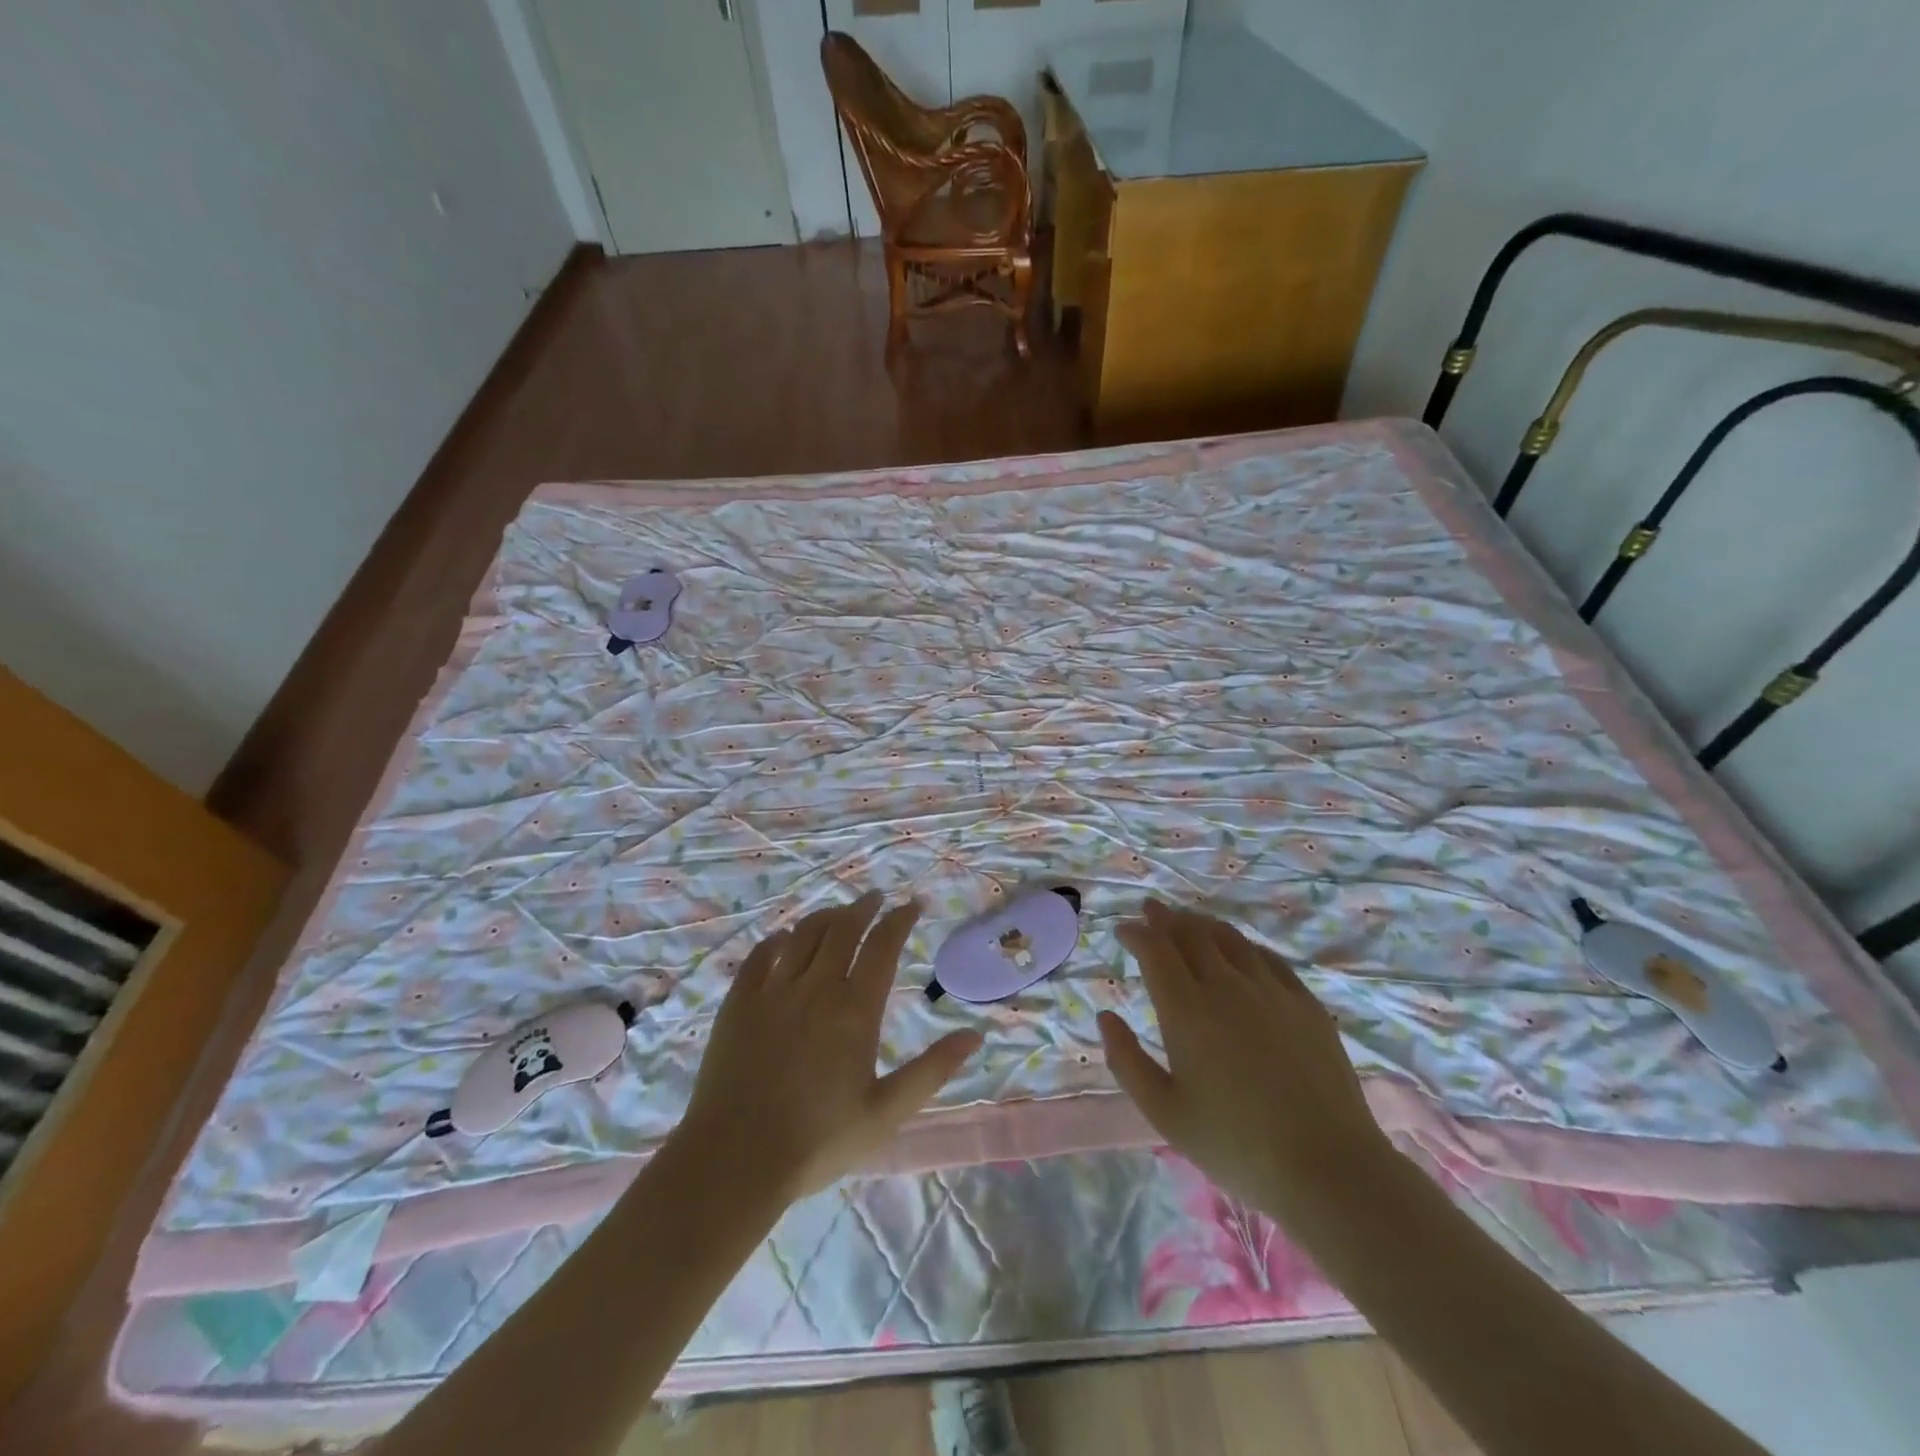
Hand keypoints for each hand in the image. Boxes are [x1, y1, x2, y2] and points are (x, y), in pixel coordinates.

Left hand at [676, 891, 981, 1201]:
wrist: (736, 1159)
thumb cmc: (818, 1140)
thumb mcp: (886, 1112)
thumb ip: (932, 1071)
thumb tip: (974, 1036)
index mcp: (855, 1009)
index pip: (883, 946)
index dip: (900, 919)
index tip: (913, 905)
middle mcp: (815, 987)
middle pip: (842, 928)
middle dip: (864, 907)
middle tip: (876, 897)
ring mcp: (772, 991)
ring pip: (802, 934)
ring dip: (825, 917)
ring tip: (838, 913)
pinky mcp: (738, 1003)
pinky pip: (759, 955)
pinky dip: (777, 940)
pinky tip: (783, 939)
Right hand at [1098, 900, 1395, 1224]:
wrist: (1328, 1167)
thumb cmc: (1234, 1144)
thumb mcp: (1164, 1112)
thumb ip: (1126, 1061)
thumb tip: (1105, 1017)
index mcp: (1186, 1010)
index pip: (1155, 950)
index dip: (1136, 933)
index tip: (1123, 930)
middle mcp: (1226, 986)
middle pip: (1191, 933)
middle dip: (1165, 918)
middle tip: (1151, 911)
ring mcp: (1270, 990)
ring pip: (1229, 938)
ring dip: (1202, 924)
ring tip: (1189, 921)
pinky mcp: (1305, 1003)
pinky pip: (1267, 957)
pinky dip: (1243, 945)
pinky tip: (1241, 951)